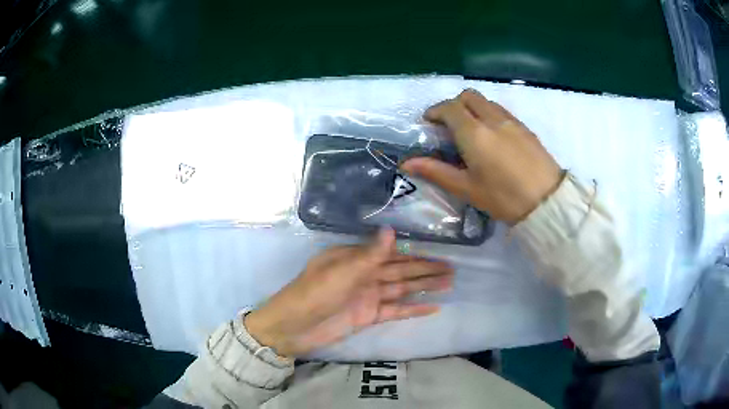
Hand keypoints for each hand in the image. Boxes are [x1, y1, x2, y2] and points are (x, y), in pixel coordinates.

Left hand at [245, 229, 452, 357]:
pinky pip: (395, 310)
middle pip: (401, 270)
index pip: (391, 253)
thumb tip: (392, 230)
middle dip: (426, 269)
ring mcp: (367, 296)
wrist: (293, 327)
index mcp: (355, 258)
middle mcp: (364, 274)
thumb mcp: (342, 272)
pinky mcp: (368, 316)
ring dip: (425, 286)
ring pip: (402, 289)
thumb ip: (370, 255)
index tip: (438, 249)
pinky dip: (413, 309)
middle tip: (452, 267)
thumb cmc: (314, 294)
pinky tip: (432, 307)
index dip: (414, 252)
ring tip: (449, 283)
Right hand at [402, 89, 561, 223]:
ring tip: (471, 130)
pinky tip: (493, 136)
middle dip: (454, 104)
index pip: (449, 108)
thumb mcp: (467, 188)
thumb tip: (406, 164)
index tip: (428, 122)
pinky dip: (489, 114)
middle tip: (449, 125)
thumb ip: (436, 171)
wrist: (547, 201)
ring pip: (486, 101)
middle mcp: (491, 119)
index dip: (435, 111)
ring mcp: (511, 121)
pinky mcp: (525, 127)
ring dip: (473, 108)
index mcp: (474, 133)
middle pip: (468, 96)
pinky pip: (501, 110)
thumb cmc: (503, 197)